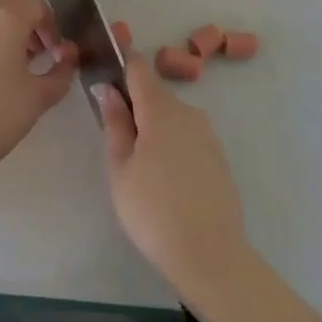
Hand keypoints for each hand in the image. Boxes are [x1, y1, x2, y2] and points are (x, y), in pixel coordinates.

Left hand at [0, 0, 77, 174]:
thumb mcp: (41, 94)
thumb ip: (62, 70)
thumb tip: (67, 55)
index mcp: (6, 17)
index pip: (36, 6)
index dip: (51, 27)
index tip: (54, 54)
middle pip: (8, 2)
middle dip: (25, 21)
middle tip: (34, 53)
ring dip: (1, 29)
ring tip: (8, 65)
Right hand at [96, 51, 250, 299]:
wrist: (211, 255)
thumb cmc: (153, 211)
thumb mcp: (120, 168)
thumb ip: (114, 123)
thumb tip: (107, 89)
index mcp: (161, 109)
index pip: (138, 67)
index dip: (119, 66)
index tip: (103, 79)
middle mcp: (189, 112)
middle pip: (155, 94)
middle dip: (133, 106)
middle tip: (114, 141)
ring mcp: (207, 134)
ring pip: (171, 117)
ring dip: (153, 128)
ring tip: (138, 168)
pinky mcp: (218, 156)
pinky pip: (187, 137)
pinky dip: (171, 146)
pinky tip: (164, 180)